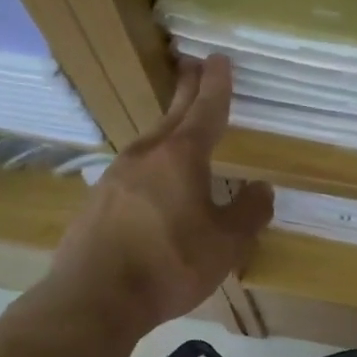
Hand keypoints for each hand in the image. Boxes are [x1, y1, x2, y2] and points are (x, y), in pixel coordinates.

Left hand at [47, 55, 272, 335]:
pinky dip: (151, 163)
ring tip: (180, 125)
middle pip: (173, 115)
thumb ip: (248, 213)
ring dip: (169, 128)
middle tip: (194, 66)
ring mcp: (116, 175)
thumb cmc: (169, 264)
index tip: (219, 59)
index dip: (217, 85)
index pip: (206, 110)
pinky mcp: (97, 201)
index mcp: (181, 156)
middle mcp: (146, 155)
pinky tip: (153, 180)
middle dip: (188, 90)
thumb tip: (262, 188)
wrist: (94, 297)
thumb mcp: (225, 244)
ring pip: (151, 142)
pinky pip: (134, 171)